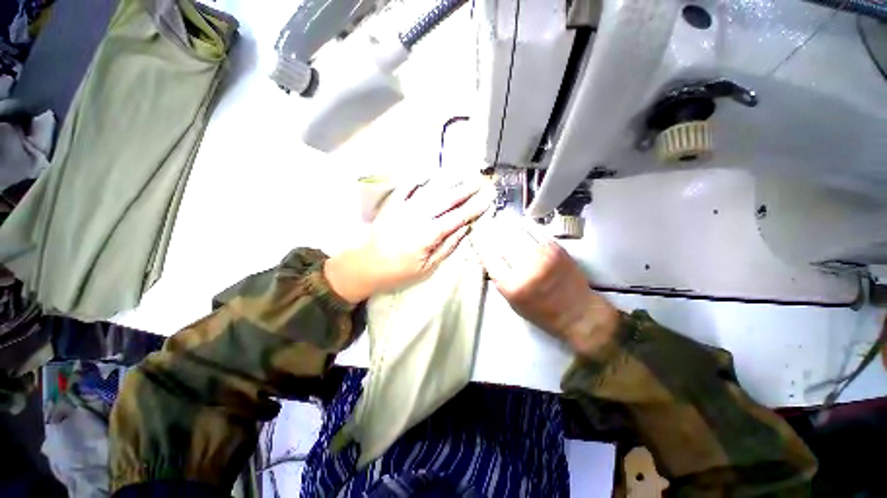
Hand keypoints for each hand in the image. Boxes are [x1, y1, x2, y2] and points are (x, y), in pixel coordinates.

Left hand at [325, 175, 494, 302]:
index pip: (457, 217)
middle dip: (465, 189)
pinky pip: (407, 187)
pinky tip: (429, 175)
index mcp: (428, 234)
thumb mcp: (427, 267)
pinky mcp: (392, 204)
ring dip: (447, 181)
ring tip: (462, 174)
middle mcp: (418, 216)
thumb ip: (446, 247)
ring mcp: (404, 207)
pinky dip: (419, 180)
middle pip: (446, 199)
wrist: (367, 265)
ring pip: (430, 190)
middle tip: (480, 181)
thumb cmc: (399, 271)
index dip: (474, 207)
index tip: (488, 198)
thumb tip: (464, 229)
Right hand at [470, 217, 619, 357]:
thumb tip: (486, 257)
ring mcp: (543, 256)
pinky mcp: (556, 248)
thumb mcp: (513, 302)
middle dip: (490, 232)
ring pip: (516, 232)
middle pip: (501, 241)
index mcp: (512, 286)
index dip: (480, 243)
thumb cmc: (542, 313)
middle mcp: (526, 268)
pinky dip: (522, 225)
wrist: (578, 313)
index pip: (489, 256)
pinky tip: (516, 224)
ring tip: (498, 222)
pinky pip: (534, 230)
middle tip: (484, 226)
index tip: (476, 236)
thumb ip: (498, 278)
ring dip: (504, 226)